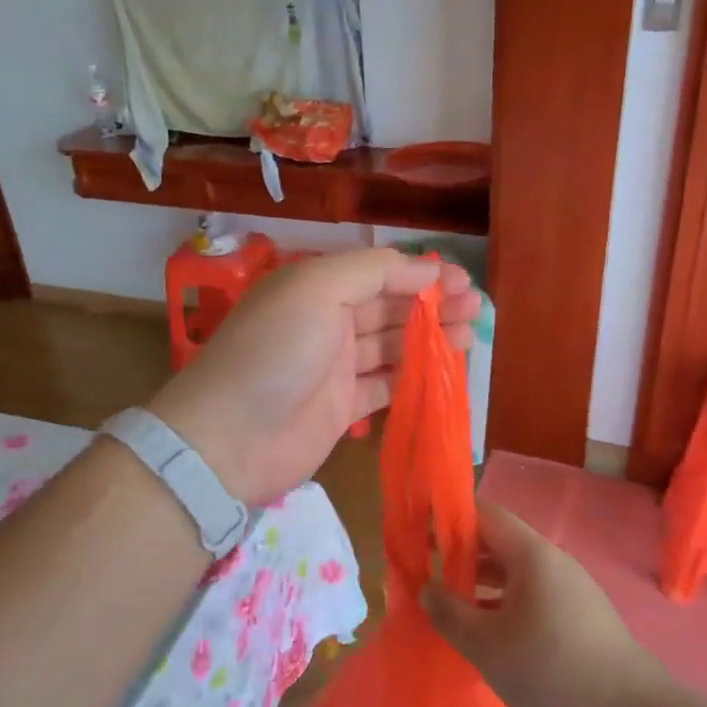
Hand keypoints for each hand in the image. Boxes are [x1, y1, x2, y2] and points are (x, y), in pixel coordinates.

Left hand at [146, 247, 480, 506]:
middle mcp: (327, 322)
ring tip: (469, 337)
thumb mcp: (316, 290)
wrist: (230, 439)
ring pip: (393, 345)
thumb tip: (425, 267)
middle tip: (475, 309)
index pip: (378, 272)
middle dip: (433, 304)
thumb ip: (372, 271)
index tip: (462, 280)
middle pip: (390, 307)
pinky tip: (444, 370)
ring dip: (430, 338)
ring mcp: (335, 367)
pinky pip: (387, 384)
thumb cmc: (274, 352)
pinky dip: (415, 375)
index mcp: (317, 287)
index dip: (420, 273)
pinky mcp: (343, 406)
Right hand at [420, 503, 669, 706]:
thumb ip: (449, 613)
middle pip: (498, 542)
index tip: (419, 534)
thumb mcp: (487, 646)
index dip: (450, 518)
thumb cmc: (552, 671)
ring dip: (480, 582)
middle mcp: (552, 561)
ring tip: (450, 606)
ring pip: (514, 571)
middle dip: (460, 554)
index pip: (484, 514)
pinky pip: (531, 593)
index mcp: (531, 555)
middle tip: (426, 575)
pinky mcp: (579, 614)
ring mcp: (569, 587)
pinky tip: (488, 632)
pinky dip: (503, 601)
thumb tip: (427, 588)